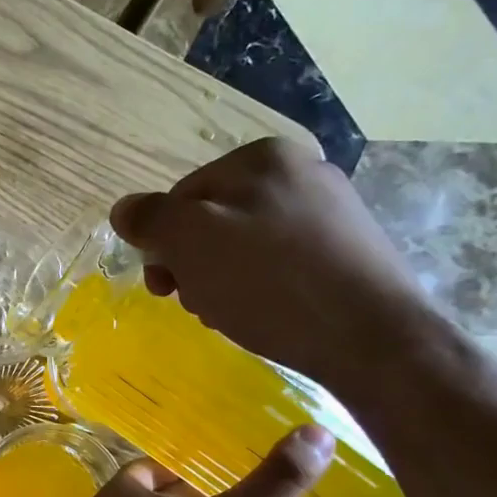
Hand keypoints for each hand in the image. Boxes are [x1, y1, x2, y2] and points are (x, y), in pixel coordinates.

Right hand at [110, 138, 446, 402]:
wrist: (373, 338)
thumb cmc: (271, 283)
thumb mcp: (192, 243)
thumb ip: (151, 219)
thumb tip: (123, 210)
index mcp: (263, 157)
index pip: (182, 196)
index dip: (162, 243)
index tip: (163, 287)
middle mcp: (301, 172)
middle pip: (214, 220)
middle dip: (194, 264)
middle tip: (197, 304)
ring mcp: (331, 211)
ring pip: (245, 244)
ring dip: (222, 280)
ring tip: (230, 314)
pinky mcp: (348, 252)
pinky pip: (281, 263)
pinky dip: (261, 288)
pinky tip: (266, 315)